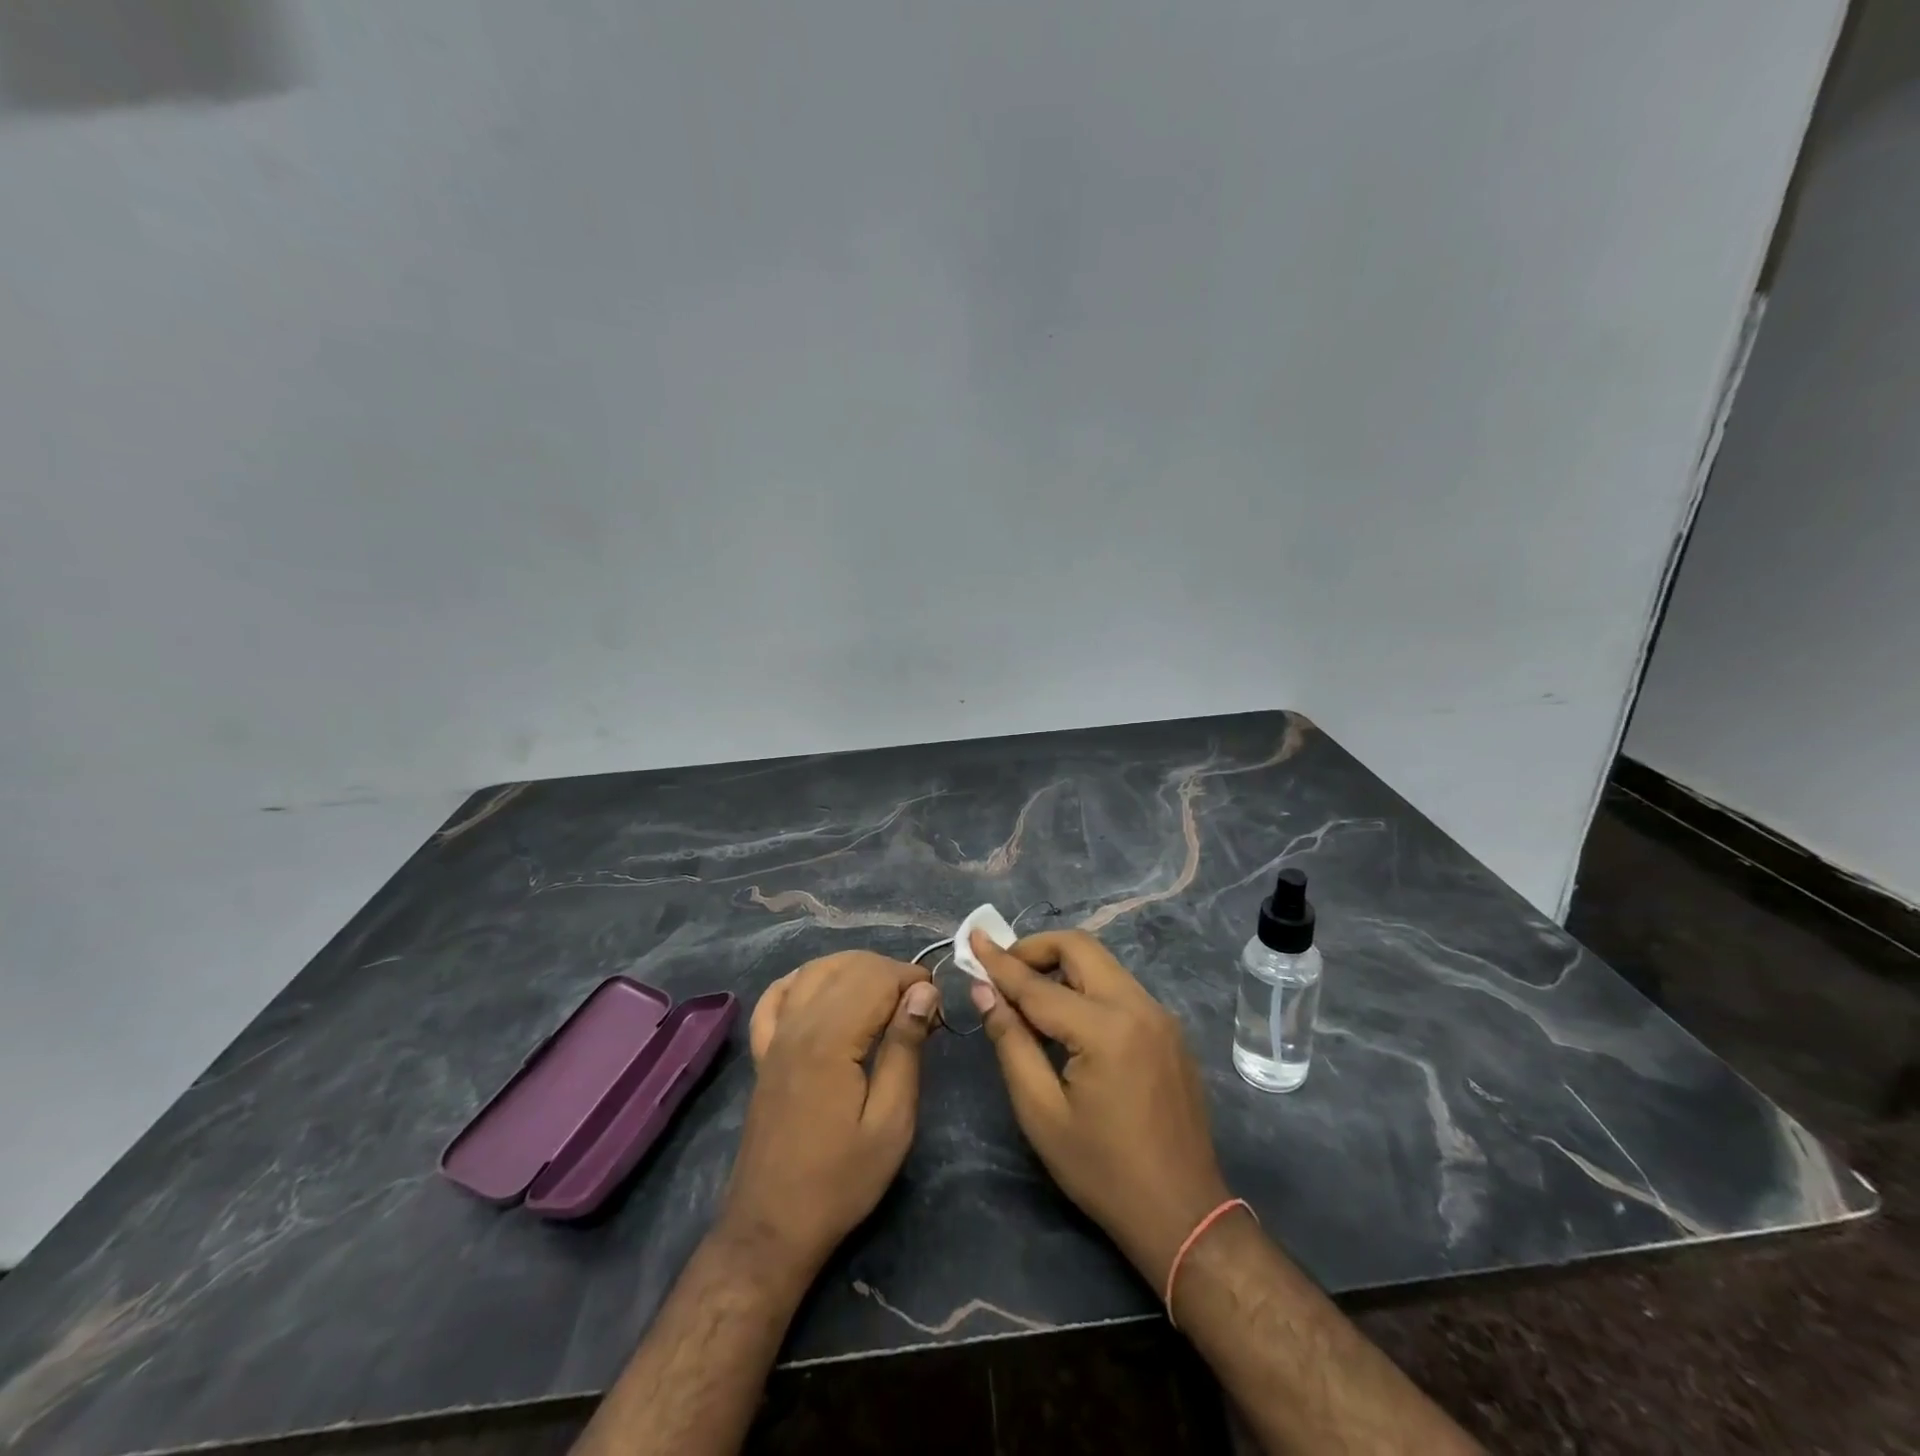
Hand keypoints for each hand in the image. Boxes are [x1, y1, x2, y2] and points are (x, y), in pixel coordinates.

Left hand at [724, 952, 937, 1273]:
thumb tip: (923, 993)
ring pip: (815, 971)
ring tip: (884, 996)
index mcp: (831, 1039)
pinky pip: (776, 997)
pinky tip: (823, 988)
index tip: (937, 1005)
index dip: (912, 980)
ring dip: (854, 970)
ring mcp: (775, 1037)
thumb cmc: (841, 1180)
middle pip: (848, 967)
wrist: (772, 1226)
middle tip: (919, 1007)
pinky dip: (802, 980)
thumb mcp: (891, 1123)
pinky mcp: (763, 1053)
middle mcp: (798, 1025)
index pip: (876, 977)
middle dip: (890, 973)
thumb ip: (905, 1049)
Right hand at [968, 929, 1231, 1291]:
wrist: (1183, 1213)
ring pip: (1102, 964)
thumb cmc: (1102, 1171)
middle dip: (1036, 949)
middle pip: (1080, 948)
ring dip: (1062, 966)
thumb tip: (985, 991)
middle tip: (1003, 970)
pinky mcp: (1169, 1029)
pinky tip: (1068, 1018)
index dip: (1001, 962)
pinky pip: (1120, 988)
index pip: (1039, 984)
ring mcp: (1160, 1015)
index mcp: (1105, 1029)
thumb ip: (1011, 1042)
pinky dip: (1087, 987)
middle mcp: (1138, 1006)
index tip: (973, 937)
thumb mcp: (1041, 1112)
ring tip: (1029, 994)